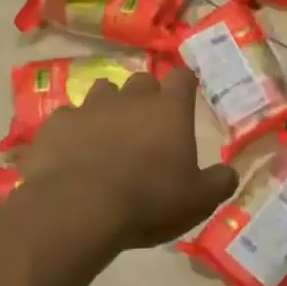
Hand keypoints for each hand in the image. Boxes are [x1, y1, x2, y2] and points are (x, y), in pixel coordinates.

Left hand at [17, 66, 237, 249]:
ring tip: (108, 132)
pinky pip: (68, 118)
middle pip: (142, 80)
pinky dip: (73, 130)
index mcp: (169, 110)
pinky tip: (72, 152)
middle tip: (147, 122)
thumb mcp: (198, 200)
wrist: (78, 208)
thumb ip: (219, 182)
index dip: (185, 83)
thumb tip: (229, 173)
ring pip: (103, 90)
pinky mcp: (57, 124)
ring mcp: (90, 107)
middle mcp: (131, 98)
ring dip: (109, 106)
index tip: (186, 93)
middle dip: (146, 95)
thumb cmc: (149, 200)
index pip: (183, 77)